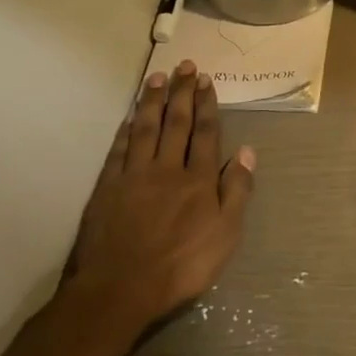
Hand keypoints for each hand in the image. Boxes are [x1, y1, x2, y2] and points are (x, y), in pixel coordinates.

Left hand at [59, 61, 255, 345]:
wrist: (120, 289)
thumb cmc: (182, 266)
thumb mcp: (226, 234)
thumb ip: (236, 191)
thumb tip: (249, 152)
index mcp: (199, 180)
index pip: (206, 134)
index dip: (207, 106)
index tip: (207, 81)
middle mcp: (168, 169)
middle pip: (177, 123)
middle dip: (182, 93)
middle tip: (186, 66)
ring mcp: (134, 176)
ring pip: (146, 129)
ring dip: (153, 101)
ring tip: (158, 77)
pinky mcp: (107, 188)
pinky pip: (119, 150)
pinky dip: (126, 130)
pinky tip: (130, 117)